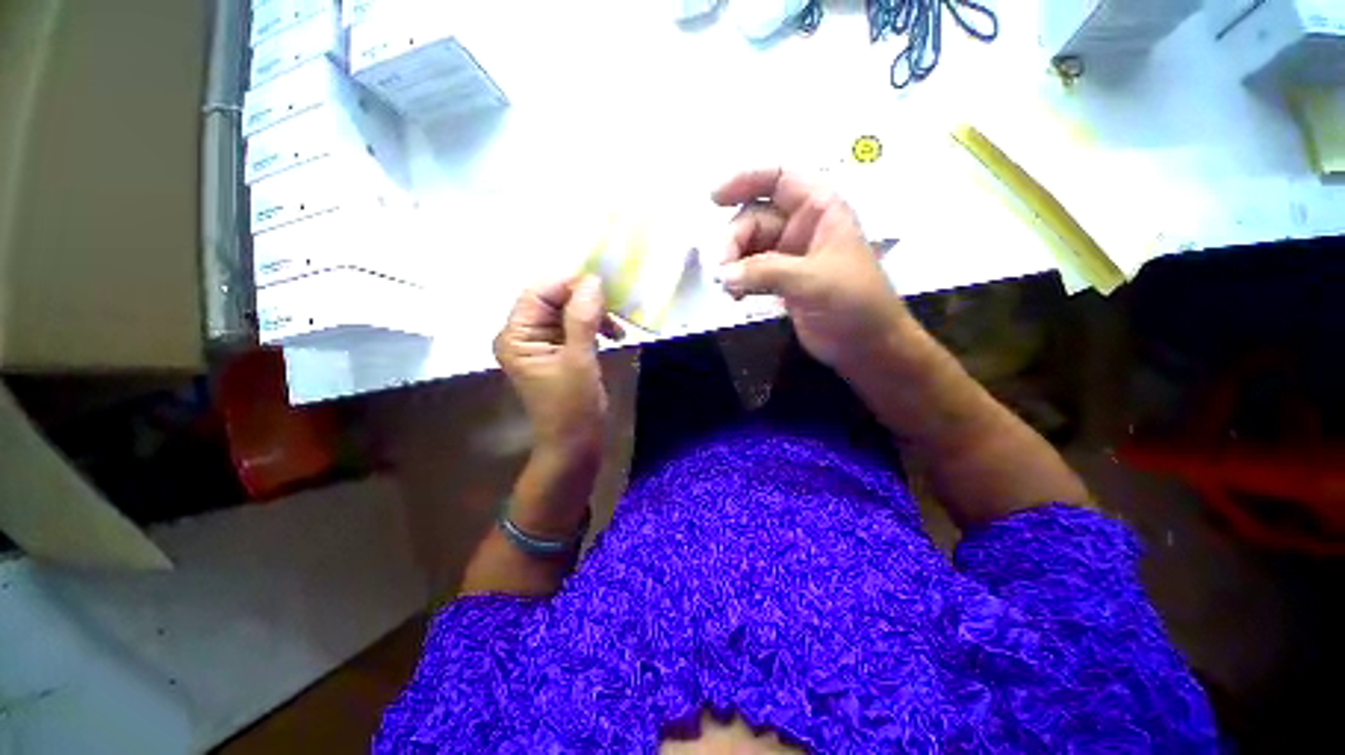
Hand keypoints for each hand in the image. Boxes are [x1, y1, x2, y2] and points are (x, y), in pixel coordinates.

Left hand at [494, 276, 610, 461]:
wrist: (575, 445)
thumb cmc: (573, 409)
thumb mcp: (579, 361)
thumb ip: (582, 320)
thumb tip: (592, 280)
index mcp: (516, 336)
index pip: (538, 293)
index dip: (569, 283)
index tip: (604, 286)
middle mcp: (524, 335)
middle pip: (553, 299)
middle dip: (585, 299)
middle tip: (616, 306)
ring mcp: (541, 343)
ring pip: (568, 311)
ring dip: (594, 314)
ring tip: (618, 328)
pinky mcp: (558, 351)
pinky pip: (576, 327)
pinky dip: (595, 327)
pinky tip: (614, 336)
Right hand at [712, 169, 913, 371]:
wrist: (867, 346)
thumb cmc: (854, 303)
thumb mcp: (813, 280)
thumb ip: (765, 272)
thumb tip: (722, 274)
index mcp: (819, 210)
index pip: (779, 179)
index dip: (745, 180)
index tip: (715, 199)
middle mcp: (801, 228)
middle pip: (754, 219)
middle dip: (734, 241)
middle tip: (722, 272)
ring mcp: (789, 257)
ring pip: (748, 249)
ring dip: (733, 265)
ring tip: (728, 289)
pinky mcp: (781, 283)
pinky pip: (750, 273)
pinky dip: (739, 282)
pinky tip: (735, 297)